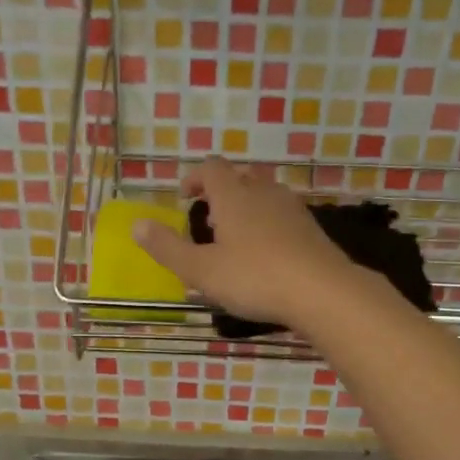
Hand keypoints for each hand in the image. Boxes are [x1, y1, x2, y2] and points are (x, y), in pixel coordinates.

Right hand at [130, 157, 357, 332]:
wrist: (322, 291)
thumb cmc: (255, 277)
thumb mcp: (201, 270)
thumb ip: (167, 248)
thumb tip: (136, 225)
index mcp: (233, 196)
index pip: (211, 168)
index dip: (194, 177)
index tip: (184, 197)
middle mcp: (263, 193)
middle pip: (241, 177)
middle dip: (222, 190)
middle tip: (209, 216)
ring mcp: (292, 209)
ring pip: (264, 195)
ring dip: (246, 207)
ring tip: (235, 235)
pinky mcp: (311, 229)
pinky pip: (283, 216)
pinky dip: (268, 225)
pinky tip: (266, 253)